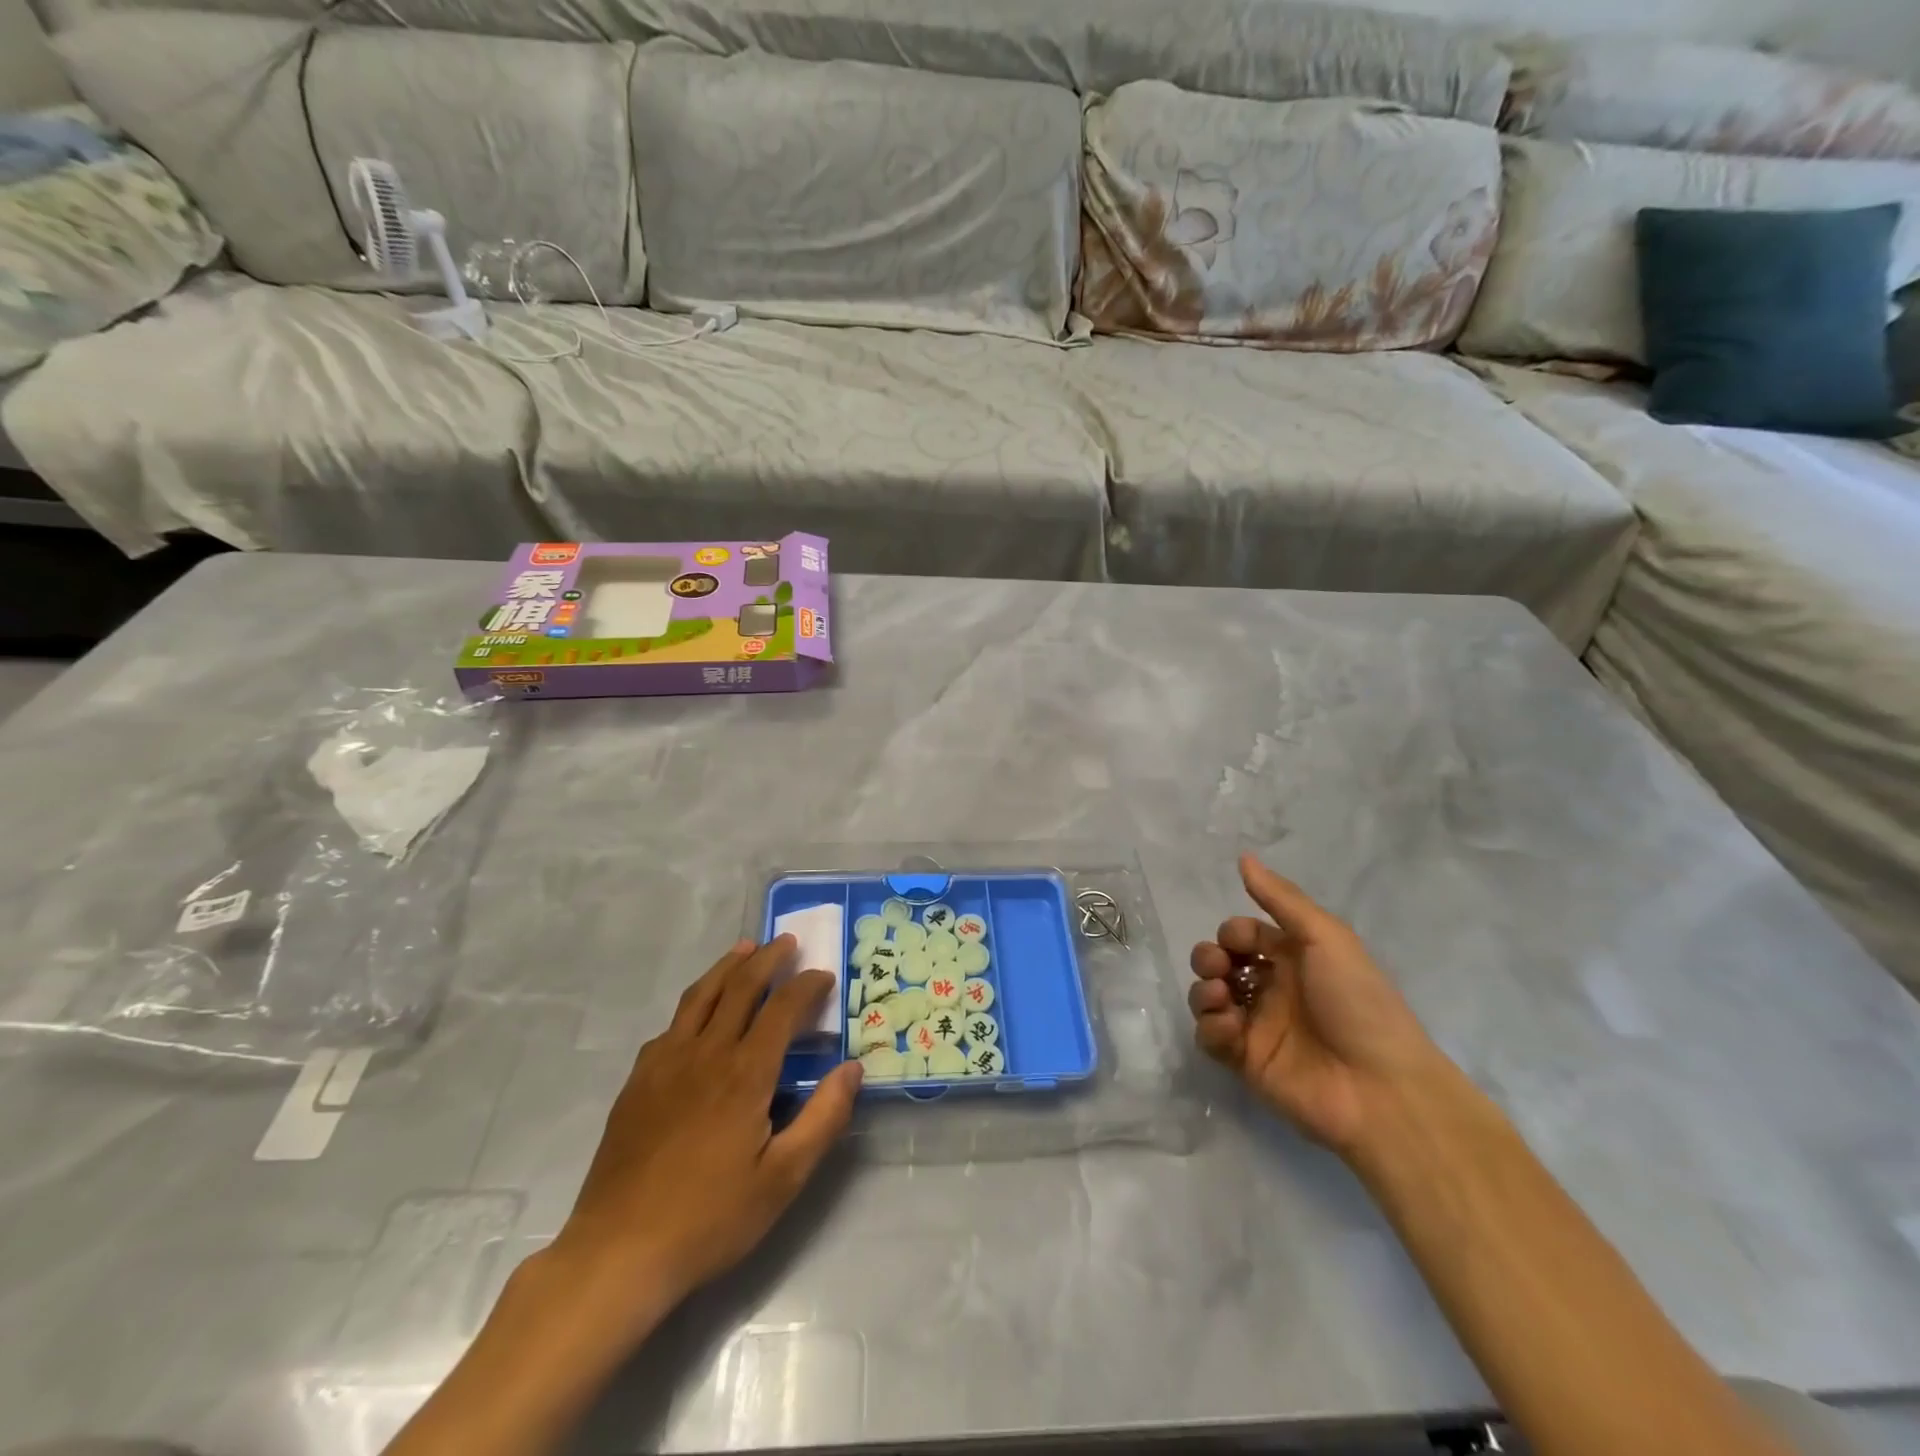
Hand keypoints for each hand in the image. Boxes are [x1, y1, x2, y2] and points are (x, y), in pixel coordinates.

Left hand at [546, 937, 862, 1330]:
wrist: (618, 1252)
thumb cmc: (710, 1218)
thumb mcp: (783, 1179)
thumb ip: (824, 1118)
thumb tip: (853, 1068)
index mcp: (745, 1073)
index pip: (782, 1008)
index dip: (806, 985)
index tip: (824, 975)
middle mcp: (706, 1053)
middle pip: (740, 987)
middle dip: (768, 959)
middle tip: (787, 942)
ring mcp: (665, 1063)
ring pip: (700, 996)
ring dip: (728, 967)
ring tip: (746, 949)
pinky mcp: (638, 1081)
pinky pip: (671, 1025)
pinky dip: (694, 1002)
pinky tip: (698, 1012)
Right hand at [1188, 854, 1445, 1157]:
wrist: (1380, 1089)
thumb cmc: (1357, 1003)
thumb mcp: (1326, 938)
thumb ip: (1281, 899)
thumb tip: (1243, 857)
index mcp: (1293, 959)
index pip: (1244, 935)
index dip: (1233, 933)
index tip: (1238, 942)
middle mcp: (1272, 989)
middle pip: (1219, 962)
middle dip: (1207, 957)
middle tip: (1219, 968)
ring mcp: (1256, 1026)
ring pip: (1208, 997)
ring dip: (1203, 990)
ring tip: (1220, 998)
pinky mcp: (1245, 1061)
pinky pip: (1209, 1036)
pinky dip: (1210, 1027)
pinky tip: (1229, 1028)